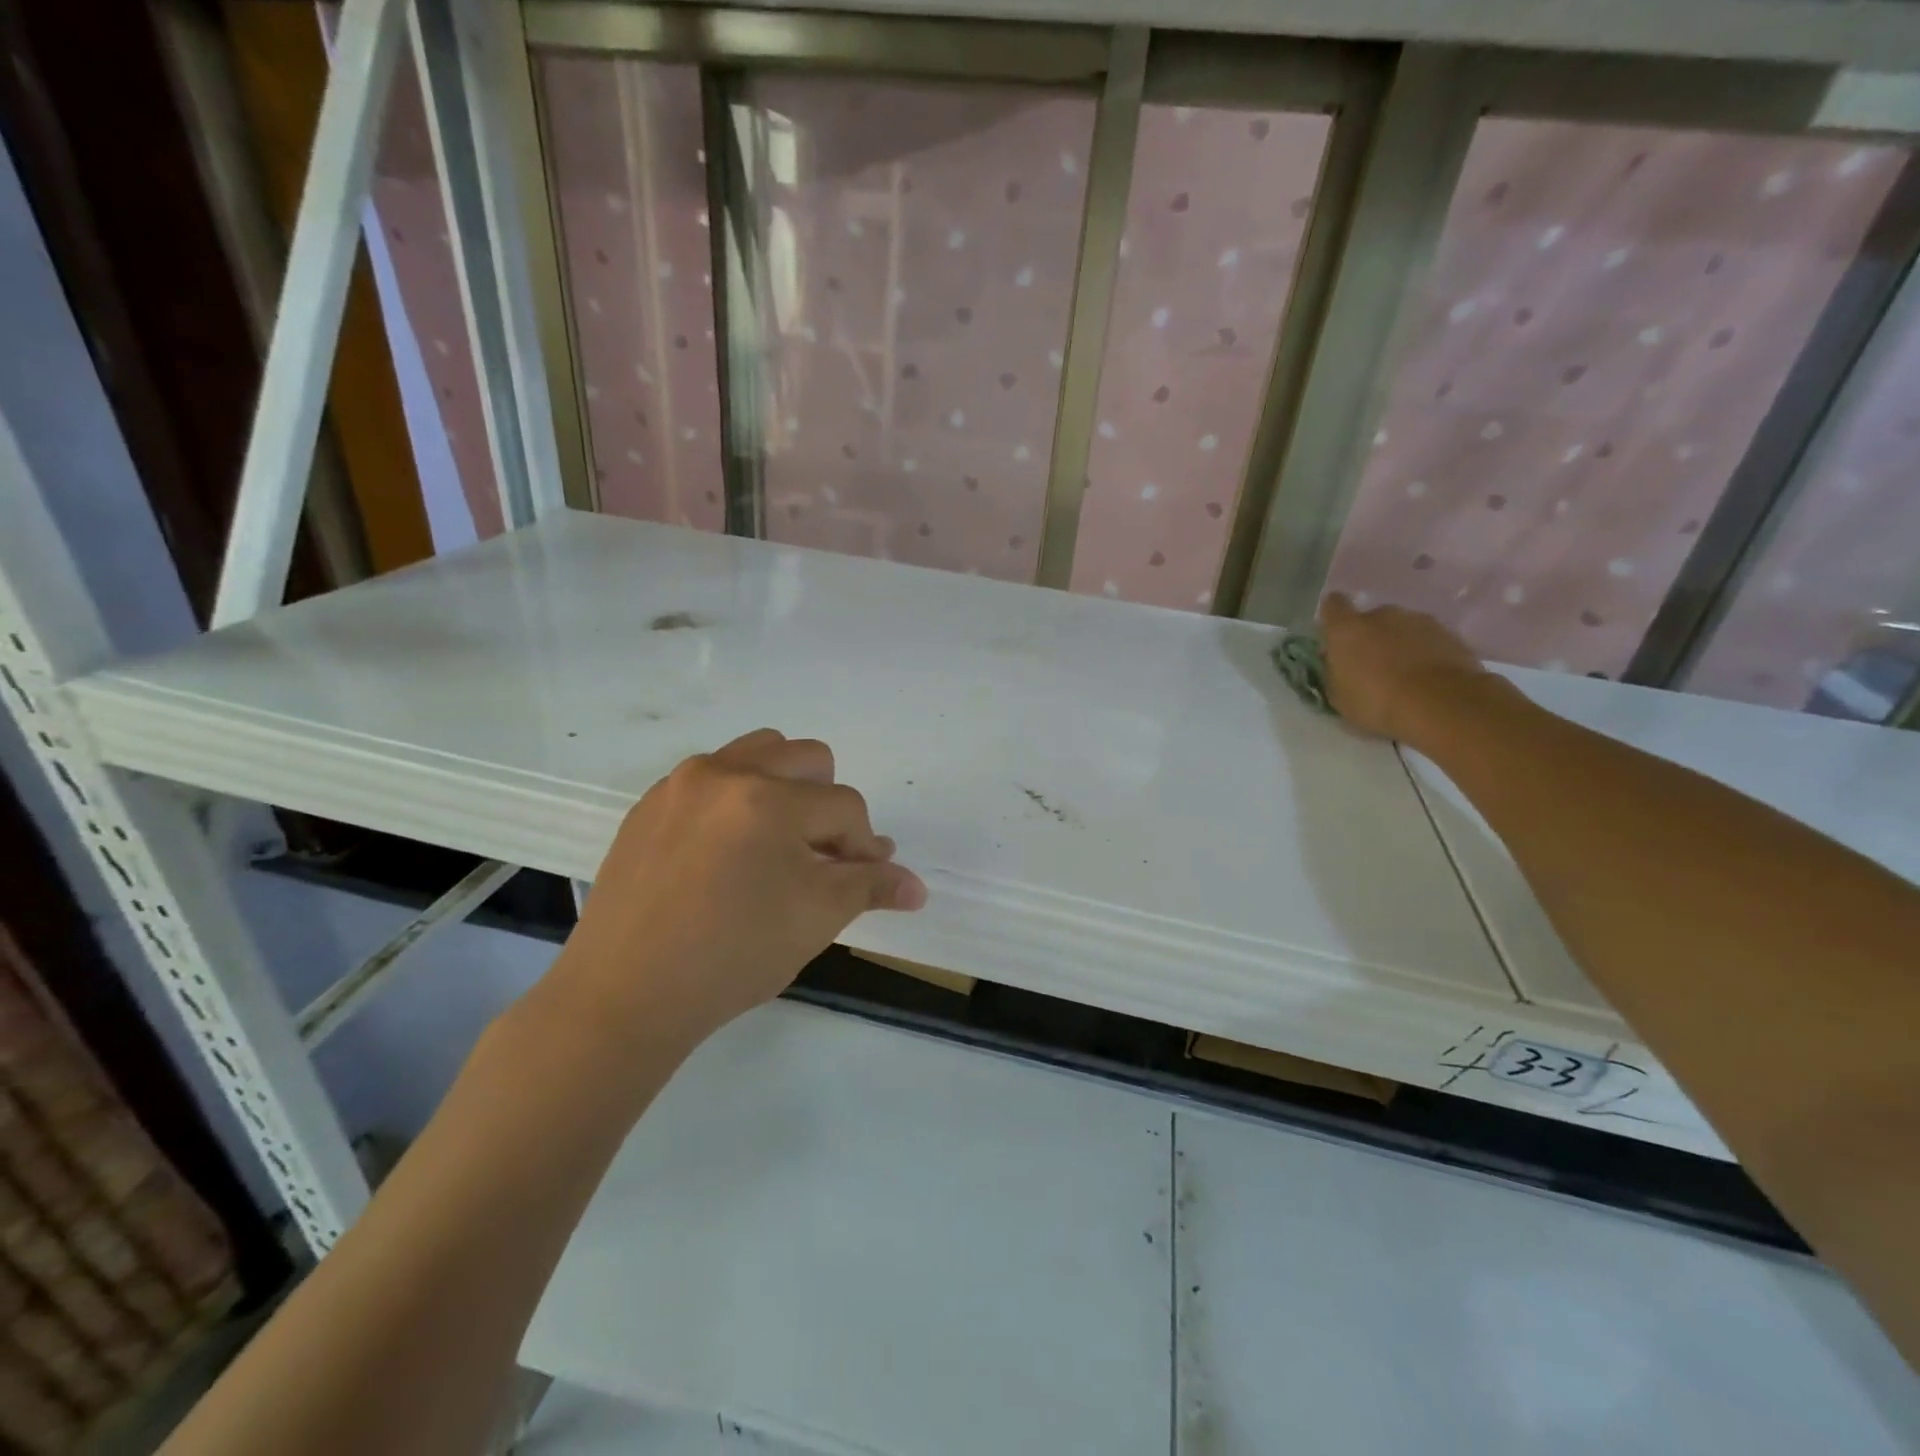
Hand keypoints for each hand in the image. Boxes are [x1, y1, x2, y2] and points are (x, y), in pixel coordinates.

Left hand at [551, 730, 925, 1050]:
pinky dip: (736, 800)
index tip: (863, 880)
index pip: (845, 807)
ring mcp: (680, 784)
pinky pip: (710, 779)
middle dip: (828, 804)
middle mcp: (724, 772)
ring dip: (784, 787)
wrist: (624, 995)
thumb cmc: (733, 955)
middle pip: (807, 758)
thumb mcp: (816, 919)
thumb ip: (871, 888)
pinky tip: (727, 854)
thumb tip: (916, 886)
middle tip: (821, 855)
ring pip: (757, 753)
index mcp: (769, 797)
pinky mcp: (649, 805)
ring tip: (778, 842)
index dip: (865, 846)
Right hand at [1319, 593, 1492, 743]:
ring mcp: (1419, 621)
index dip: (1333, 616)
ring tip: (1404, 674)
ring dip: (1400, 644)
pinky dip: (1426, 653)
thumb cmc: (1376, 701)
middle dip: (1370, 636)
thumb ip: (1335, 672)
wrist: (1440, 704)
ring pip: (1403, 628)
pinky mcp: (1450, 634)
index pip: (1333, 605)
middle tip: (1372, 664)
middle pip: (1371, 618)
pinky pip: (1429, 640)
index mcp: (1347, 629)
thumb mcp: (1338, 696)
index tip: (1335, 632)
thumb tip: (1337, 661)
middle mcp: (1382, 615)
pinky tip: (1427, 678)